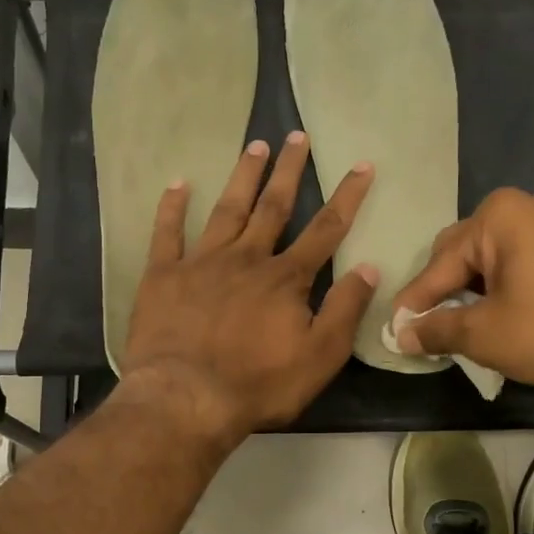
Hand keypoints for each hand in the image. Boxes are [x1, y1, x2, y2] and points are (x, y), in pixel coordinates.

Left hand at [122, 131, 378, 442]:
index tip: (361, 165)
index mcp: (285, 278)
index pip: (325, 230)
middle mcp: (246, 258)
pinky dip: (172, 208)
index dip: (347, 197)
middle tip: (296, 135)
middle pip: (273, 207)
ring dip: (243, 177)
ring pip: (227, 209)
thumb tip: (369, 267)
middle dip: (289, 171)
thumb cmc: (258, 384)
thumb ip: (345, 310)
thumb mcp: (320, 357)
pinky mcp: (164, 276)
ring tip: (255, 147)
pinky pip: (168, 233)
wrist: (186, 398)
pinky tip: (178, 184)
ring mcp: (202, 263)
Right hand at [392, 189, 533, 392]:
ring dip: (475, 292)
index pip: (439, 264)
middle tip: (430, 329)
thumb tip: (402, 335)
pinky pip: (526, 263)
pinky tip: (503, 316)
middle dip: (445, 291)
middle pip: (465, 252)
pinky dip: (507, 288)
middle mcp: (528, 206)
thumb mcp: (484, 334)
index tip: (395, 330)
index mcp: (498, 216)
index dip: (414, 302)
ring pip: (496, 259)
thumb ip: (436, 329)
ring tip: (463, 327)